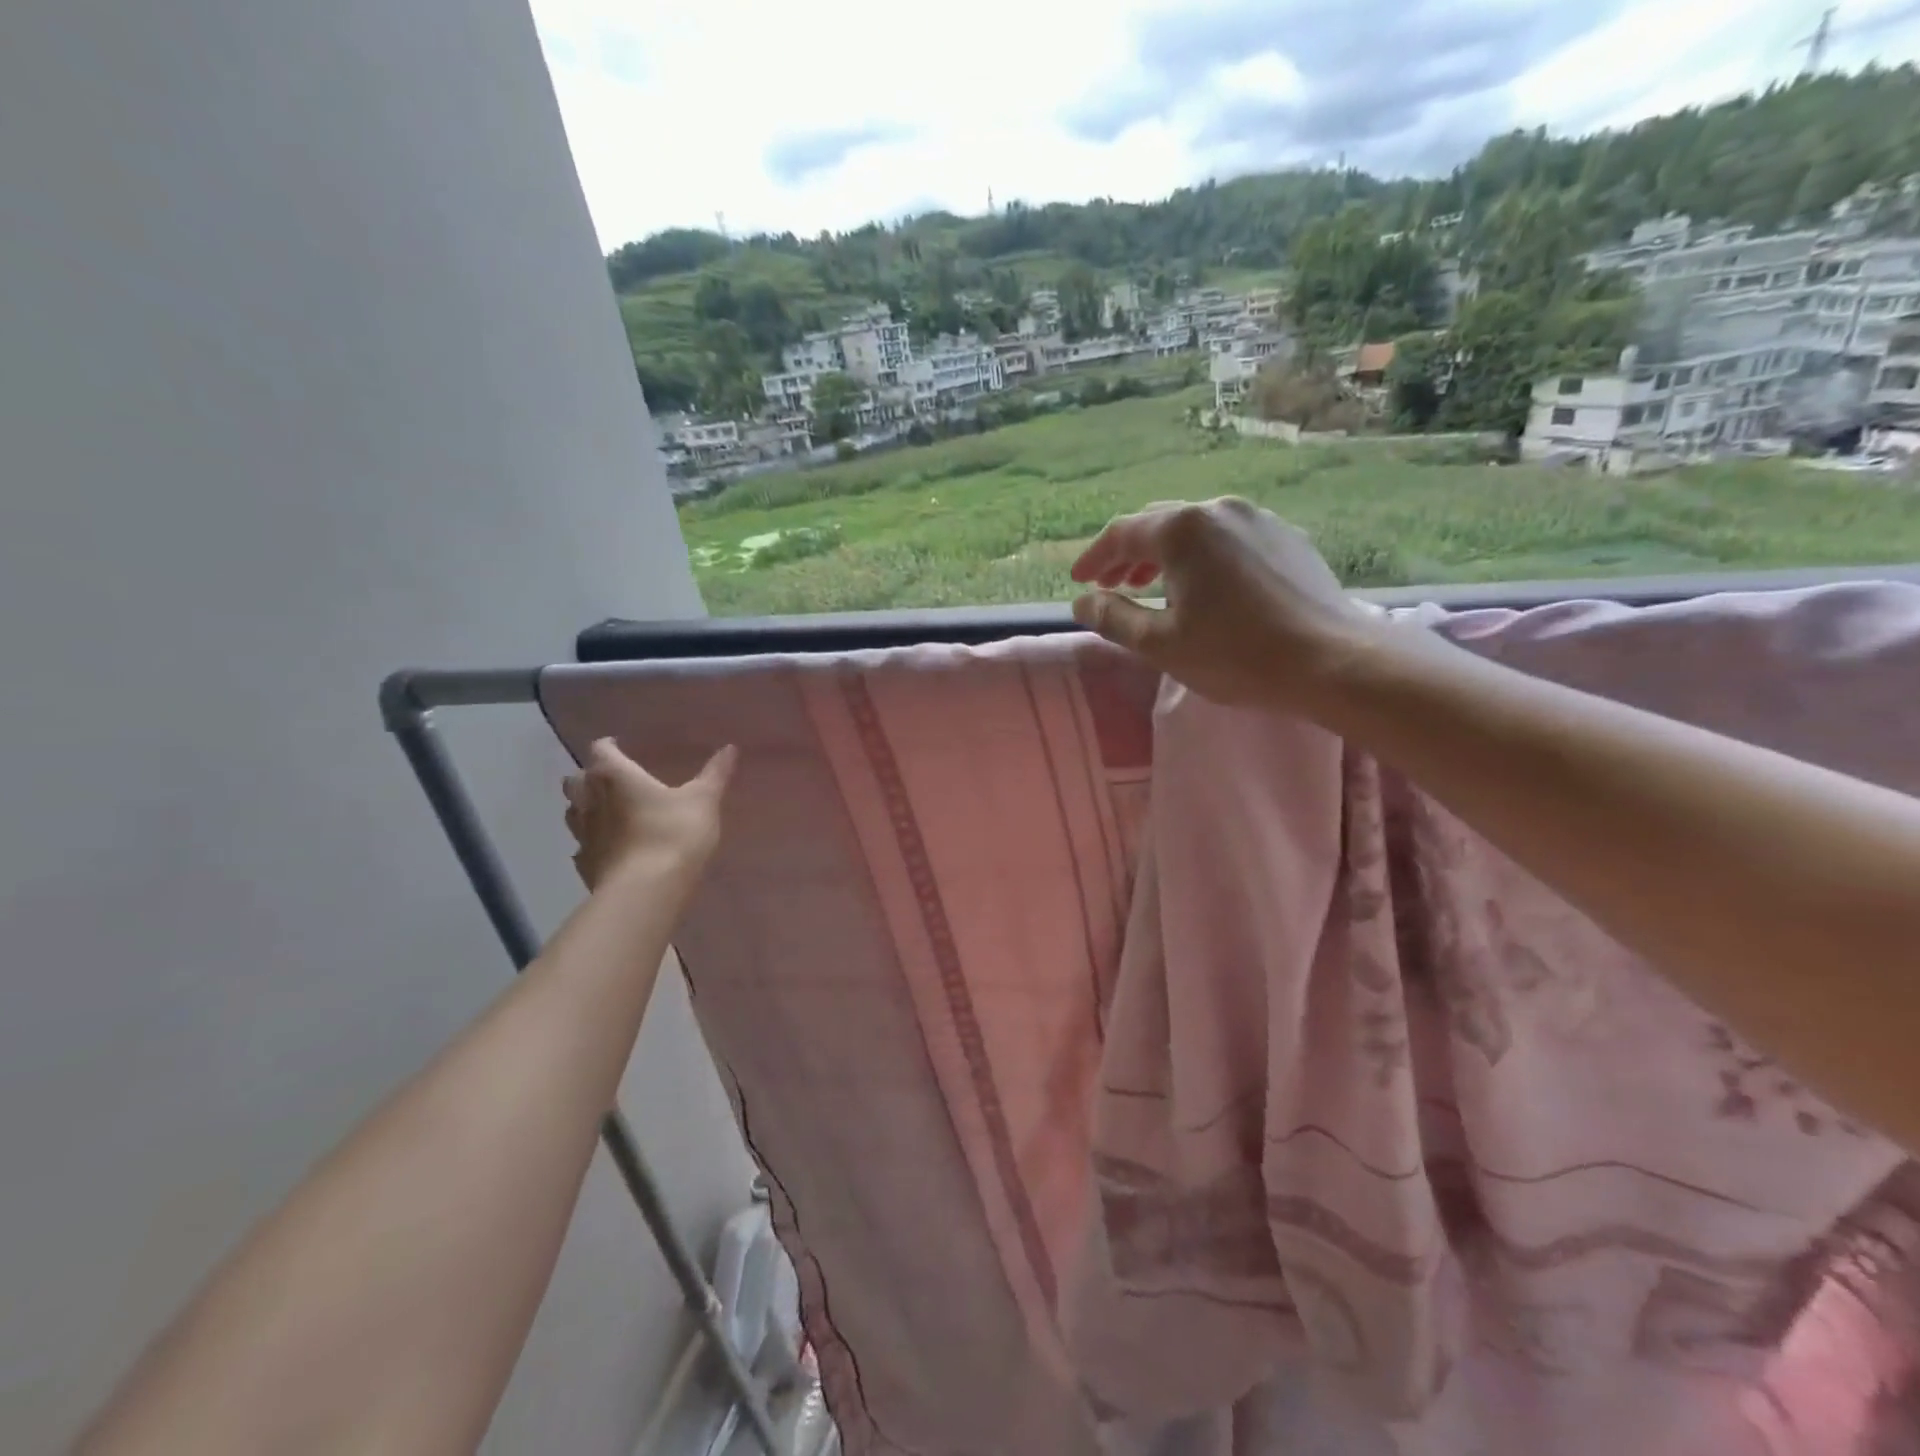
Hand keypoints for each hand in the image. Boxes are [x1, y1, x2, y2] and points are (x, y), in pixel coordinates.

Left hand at [562, 739, 736, 889]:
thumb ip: (715, 773)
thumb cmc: (673, 833)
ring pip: (573, 813)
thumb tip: (730, 747)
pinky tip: (609, 848)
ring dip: (585, 808)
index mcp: (614, 776)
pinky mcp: (585, 865)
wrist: (647, 890)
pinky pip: (582, 846)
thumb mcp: (703, 800)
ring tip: (607, 811)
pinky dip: (592, 842)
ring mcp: (582, 835)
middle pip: (576, 780)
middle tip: (612, 780)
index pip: (601, 750)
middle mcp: (589, 800)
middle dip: (589, 777)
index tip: (620, 747)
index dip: (609, 747)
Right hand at [1069, 497, 1377, 708]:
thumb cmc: (1235, 655)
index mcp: (1182, 530)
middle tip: (1111, 586)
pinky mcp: (1286, 536)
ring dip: (1165, 554)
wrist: (1332, 661)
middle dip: (1128, 554)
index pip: (1122, 534)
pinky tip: (1205, 587)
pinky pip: (1228, 538)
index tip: (1079, 581)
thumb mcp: (1160, 644)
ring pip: (1195, 529)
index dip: (1094, 558)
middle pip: (1158, 524)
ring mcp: (1258, 519)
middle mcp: (1219, 510)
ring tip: (1152, 586)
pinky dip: (1202, 557)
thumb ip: (1113, 618)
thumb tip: (1081, 602)